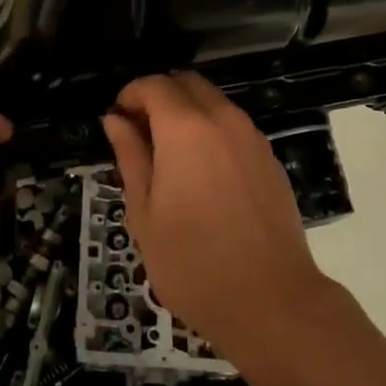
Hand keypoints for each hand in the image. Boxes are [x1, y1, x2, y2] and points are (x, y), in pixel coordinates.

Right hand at [102, 73, 328, 355]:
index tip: (118, 120)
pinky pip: (234, 127)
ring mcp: (251, 137)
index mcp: (185, 127)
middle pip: (187, 84)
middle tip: (141, 133)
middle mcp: (222, 119)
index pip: (153, 85)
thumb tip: (115, 120)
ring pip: (214, 102)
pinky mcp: (270, 158)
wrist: (271, 301)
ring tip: (170, 157)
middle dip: (160, 96)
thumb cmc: (192, 261)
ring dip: (188, 112)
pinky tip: (204, 174)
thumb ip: (130, 156)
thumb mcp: (144, 212)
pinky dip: (213, 131)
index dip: (130, 95)